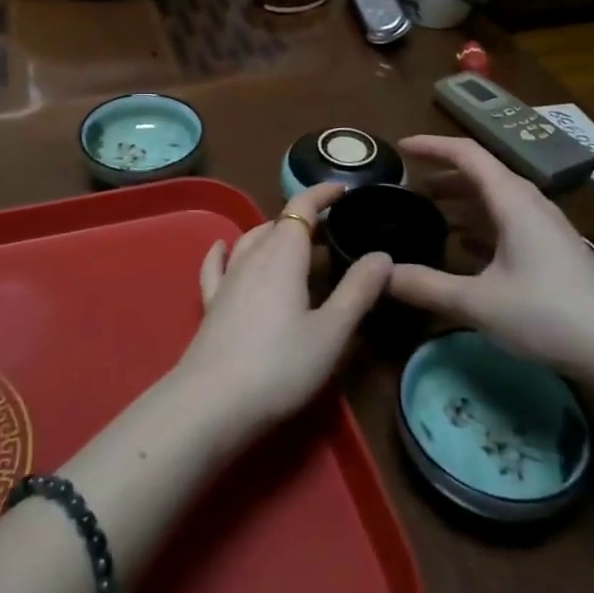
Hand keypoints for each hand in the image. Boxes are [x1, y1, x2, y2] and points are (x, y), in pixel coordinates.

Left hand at [172, 183, 391, 445]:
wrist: (213, 402)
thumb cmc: (281, 365)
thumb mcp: (331, 332)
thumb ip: (357, 291)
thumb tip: (382, 254)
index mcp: (283, 254)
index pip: (302, 208)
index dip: (323, 194)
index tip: (345, 190)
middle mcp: (252, 256)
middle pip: (279, 224)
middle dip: (305, 219)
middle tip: (333, 229)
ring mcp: (227, 279)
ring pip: (251, 240)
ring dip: (274, 233)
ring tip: (295, 242)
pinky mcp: (211, 303)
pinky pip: (216, 265)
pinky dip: (224, 251)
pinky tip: (221, 247)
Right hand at [388, 135, 593, 378]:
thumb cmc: (548, 314)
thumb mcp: (478, 302)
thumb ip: (425, 285)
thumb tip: (379, 273)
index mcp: (511, 199)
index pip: (465, 153)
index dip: (431, 145)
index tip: (400, 146)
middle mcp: (528, 203)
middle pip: (480, 174)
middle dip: (441, 175)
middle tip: (407, 187)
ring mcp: (545, 227)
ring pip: (494, 200)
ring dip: (460, 201)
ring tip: (428, 213)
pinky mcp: (553, 251)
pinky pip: (507, 222)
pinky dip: (479, 225)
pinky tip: (463, 248)